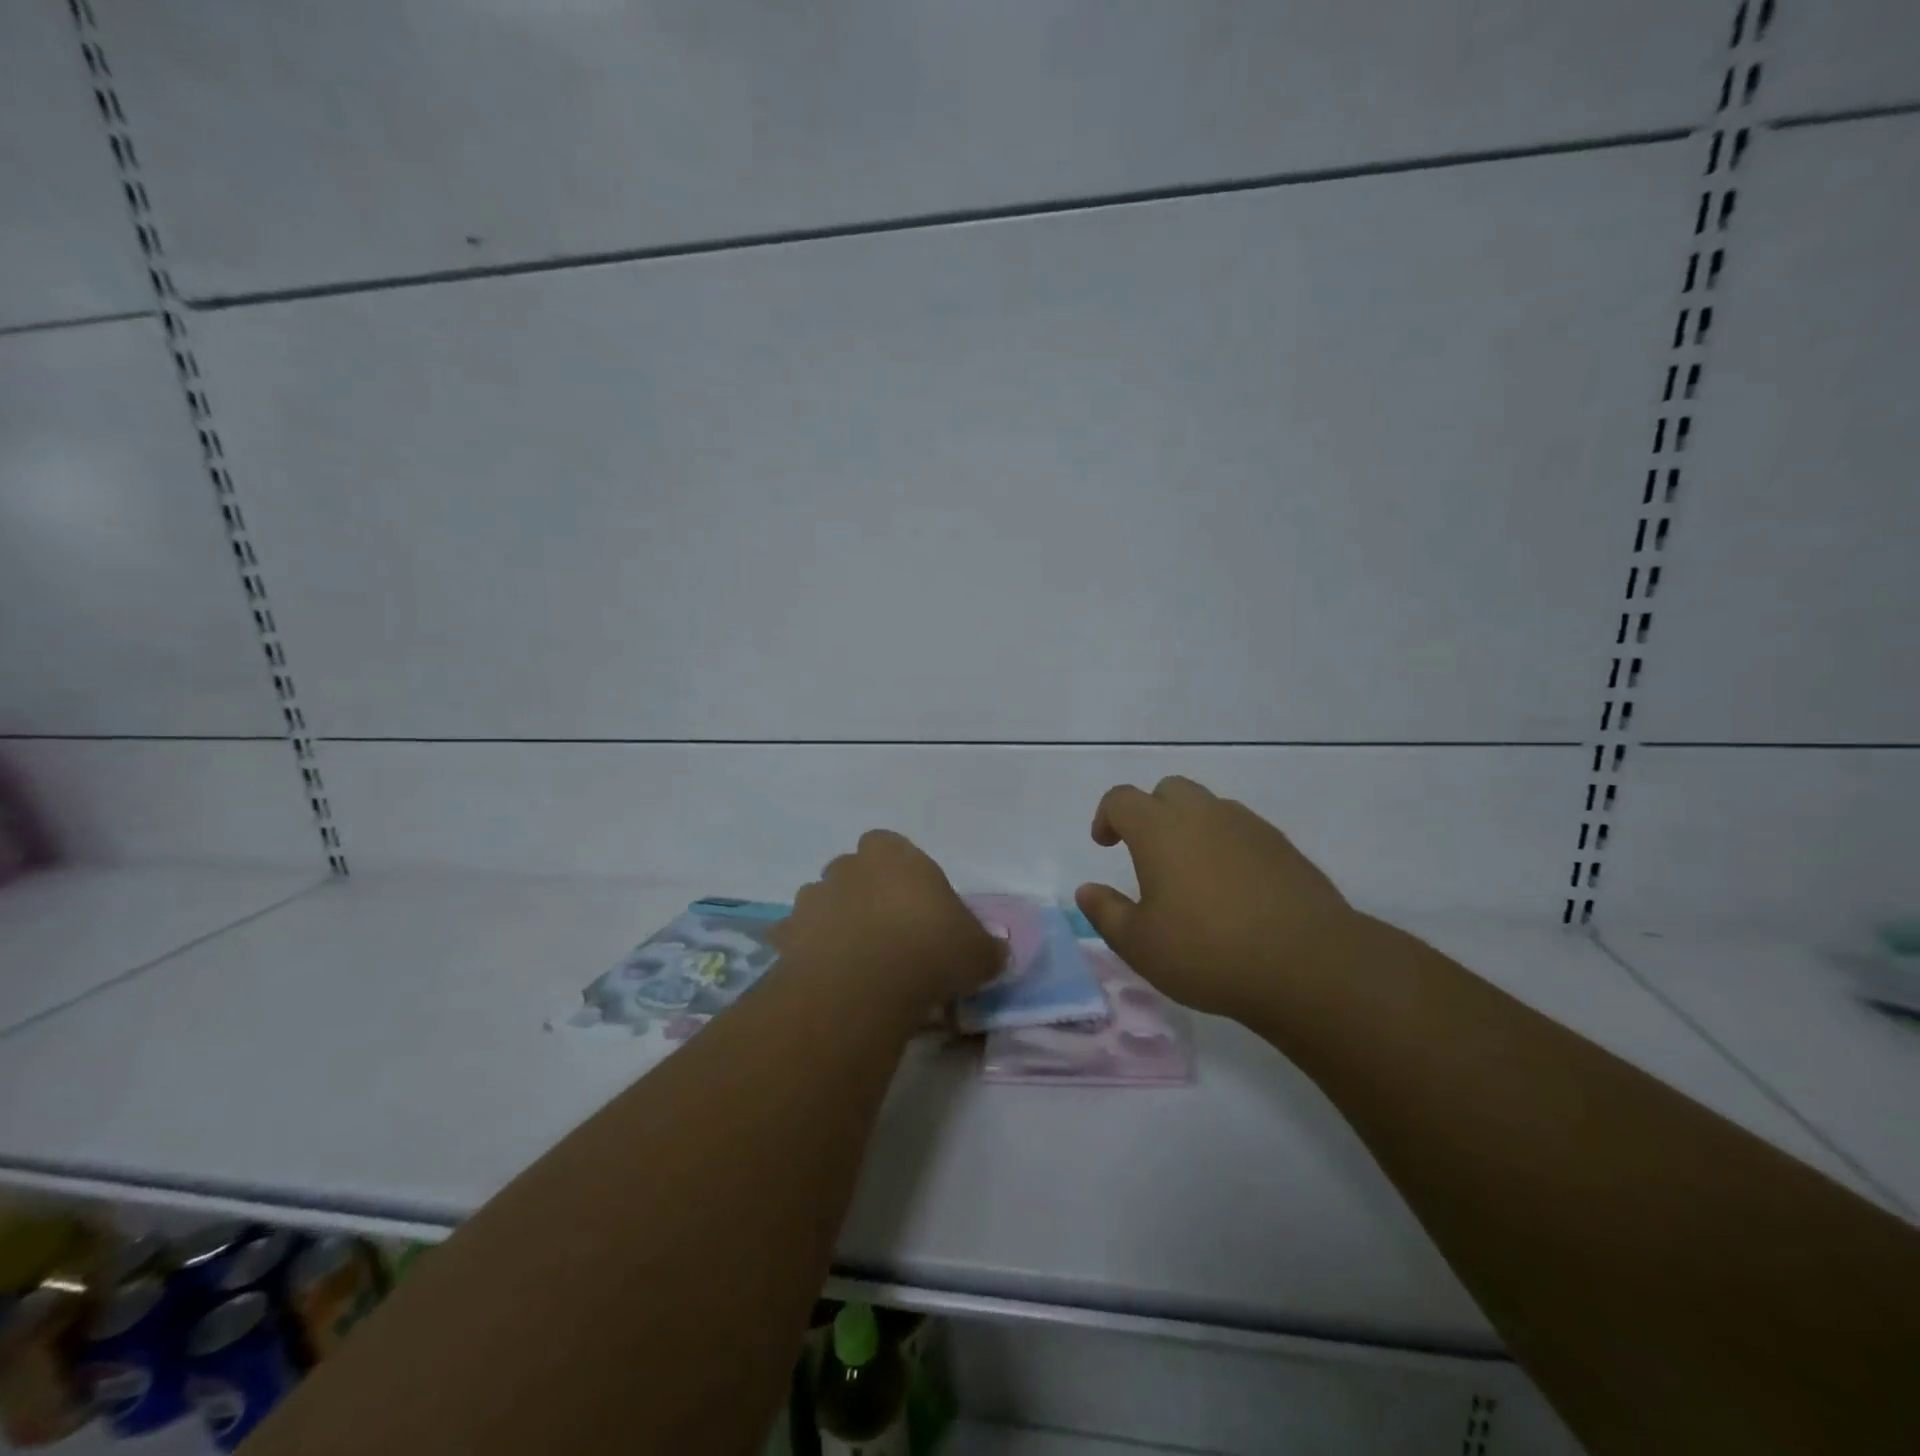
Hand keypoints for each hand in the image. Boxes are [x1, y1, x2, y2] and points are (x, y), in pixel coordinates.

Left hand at [774, 830, 1003, 1012]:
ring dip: (834, 921)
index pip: (891, 846)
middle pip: (853, 871)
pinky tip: (826, 978)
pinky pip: (796, 938)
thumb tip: (998, 953)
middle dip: (864, 893)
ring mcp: (811, 899)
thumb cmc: (929, 951)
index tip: (915, 905)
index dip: (901, 873)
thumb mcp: (978, 953)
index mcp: (892, 855)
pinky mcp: (785, 936)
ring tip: (855, 960)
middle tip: (886, 933)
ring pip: (822, 902)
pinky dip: (807, 952)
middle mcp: (847, 867)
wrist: (862, 987)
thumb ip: (987, 947)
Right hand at [1075, 776, 1362, 1021]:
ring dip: (1191, 826)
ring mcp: (1248, 826)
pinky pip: (1242, 830)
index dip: (1107, 816)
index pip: (1122, 799)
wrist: (1308, 964)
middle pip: (1169, 789)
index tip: (1105, 844)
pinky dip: (1226, 844)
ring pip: (1209, 806)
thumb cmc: (1208, 952)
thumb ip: (1106, 912)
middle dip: (1150, 811)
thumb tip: (1086, 890)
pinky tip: (1232, 888)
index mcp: (1160, 830)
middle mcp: (1203, 815)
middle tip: (1147, 853)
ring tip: (1192, 873)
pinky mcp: (1283, 846)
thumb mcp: (1140, 944)